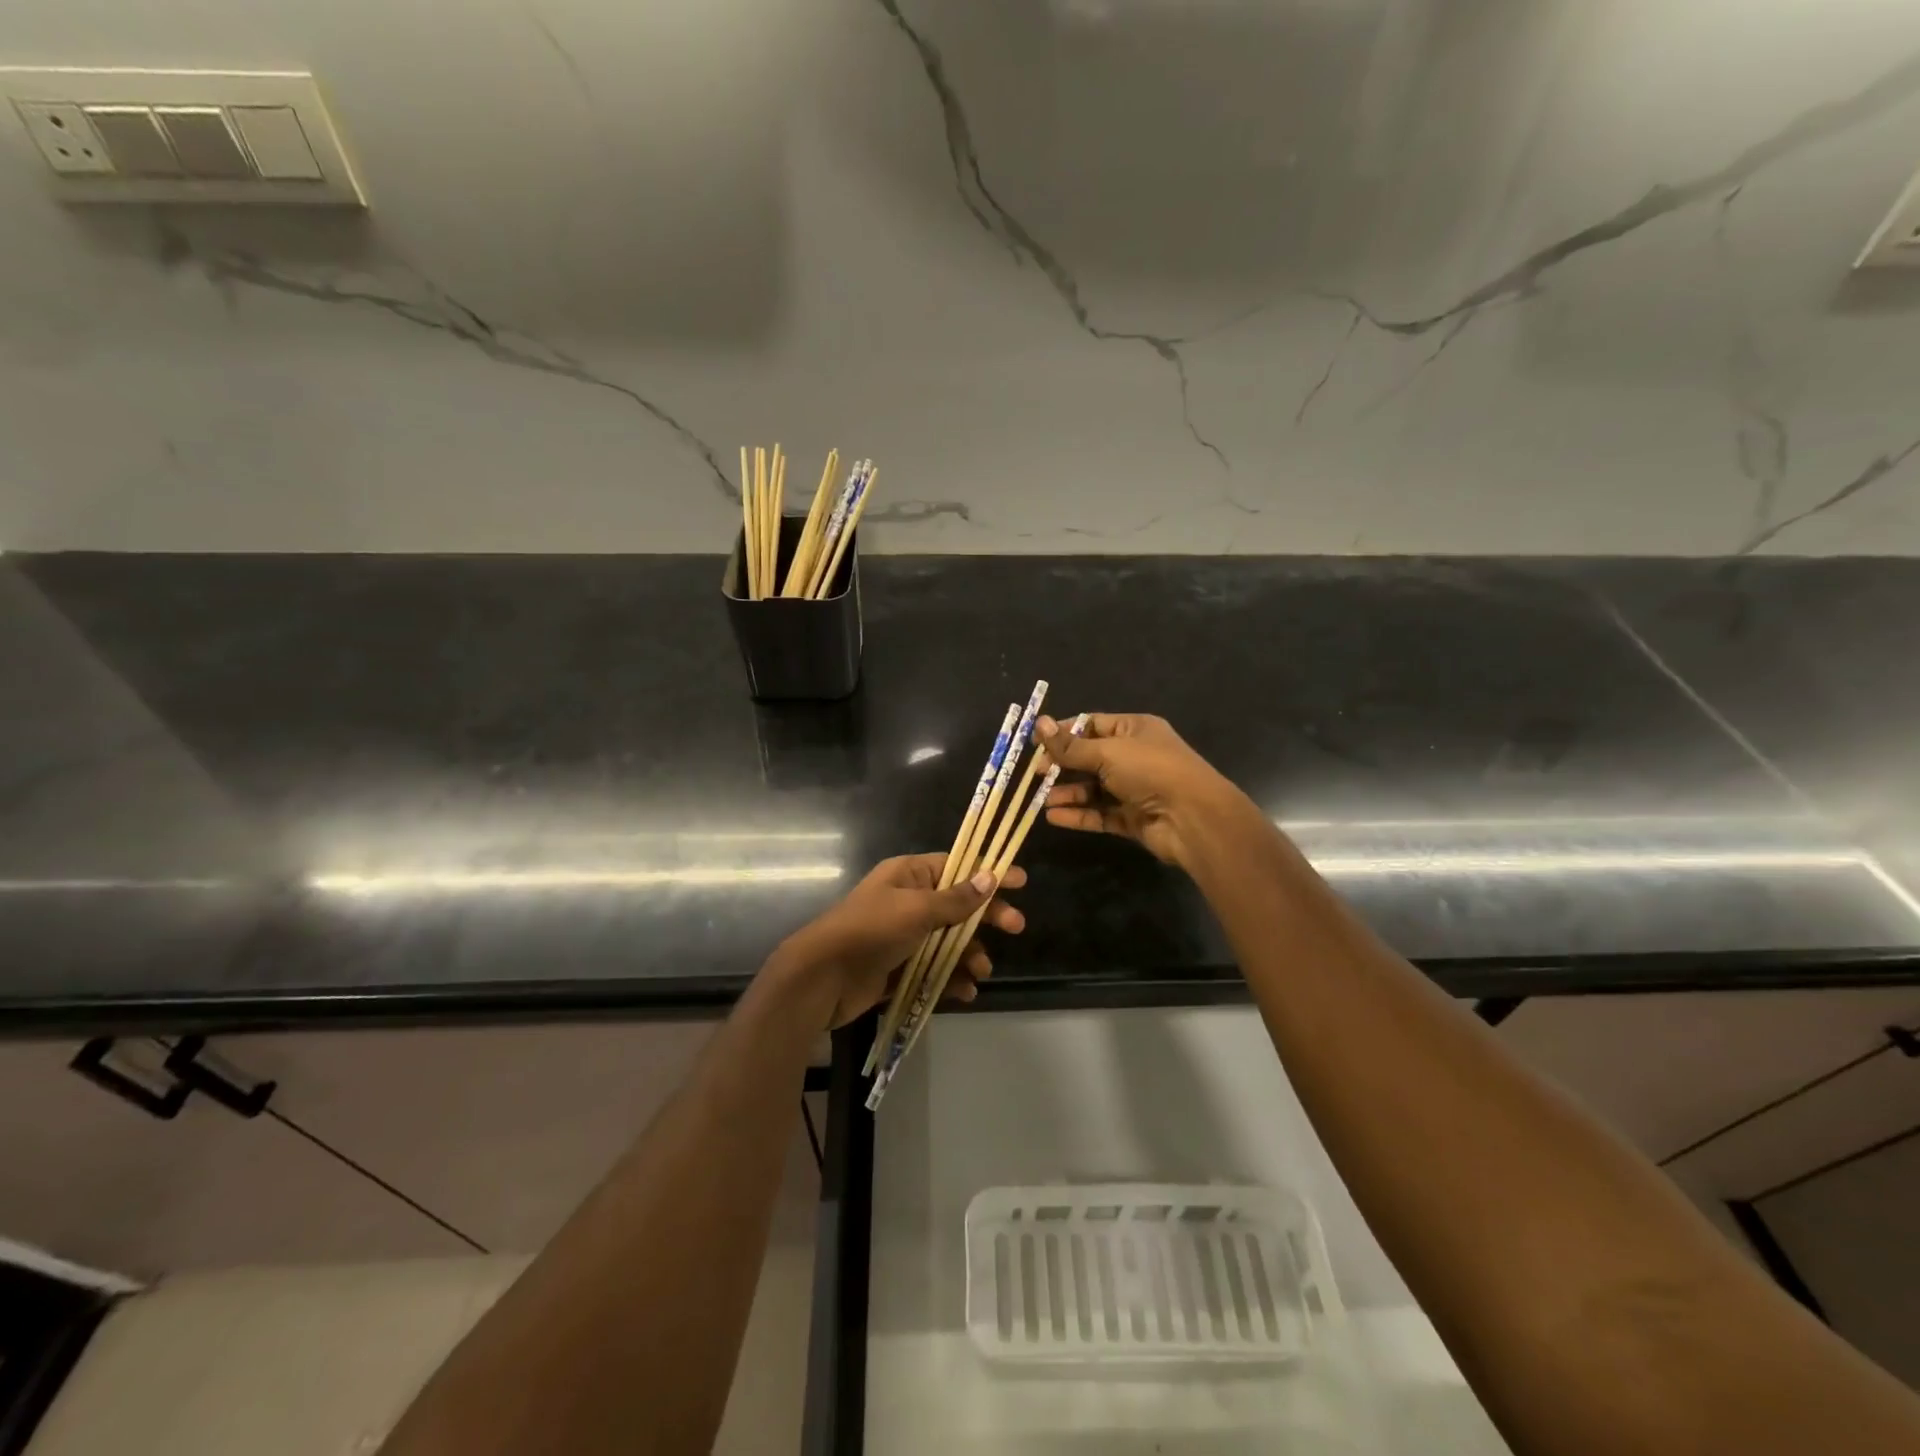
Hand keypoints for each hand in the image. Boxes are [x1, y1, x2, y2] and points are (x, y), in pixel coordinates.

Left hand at [771, 854, 1027, 1028]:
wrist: (822, 978)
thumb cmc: (871, 931)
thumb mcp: (917, 910)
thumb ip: (956, 899)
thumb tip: (989, 875)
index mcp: (909, 876)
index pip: (957, 866)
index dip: (988, 872)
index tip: (1021, 881)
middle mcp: (908, 901)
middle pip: (958, 905)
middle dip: (986, 917)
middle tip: (1015, 928)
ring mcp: (904, 937)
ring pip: (949, 941)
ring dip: (969, 954)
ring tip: (980, 971)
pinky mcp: (899, 969)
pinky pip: (934, 970)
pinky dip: (951, 979)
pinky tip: (965, 992)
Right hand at [1037, 712, 1247, 867]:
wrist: (1193, 818)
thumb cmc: (1151, 771)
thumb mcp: (1107, 752)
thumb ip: (1071, 745)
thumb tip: (1038, 723)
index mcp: (1135, 730)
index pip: (1092, 725)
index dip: (1063, 732)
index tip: (1036, 742)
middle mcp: (1135, 757)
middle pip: (1090, 758)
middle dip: (1062, 765)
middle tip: (1035, 773)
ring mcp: (1135, 789)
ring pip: (1093, 789)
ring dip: (1067, 792)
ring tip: (1040, 799)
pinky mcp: (1133, 818)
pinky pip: (1100, 814)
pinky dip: (1079, 815)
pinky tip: (1053, 817)